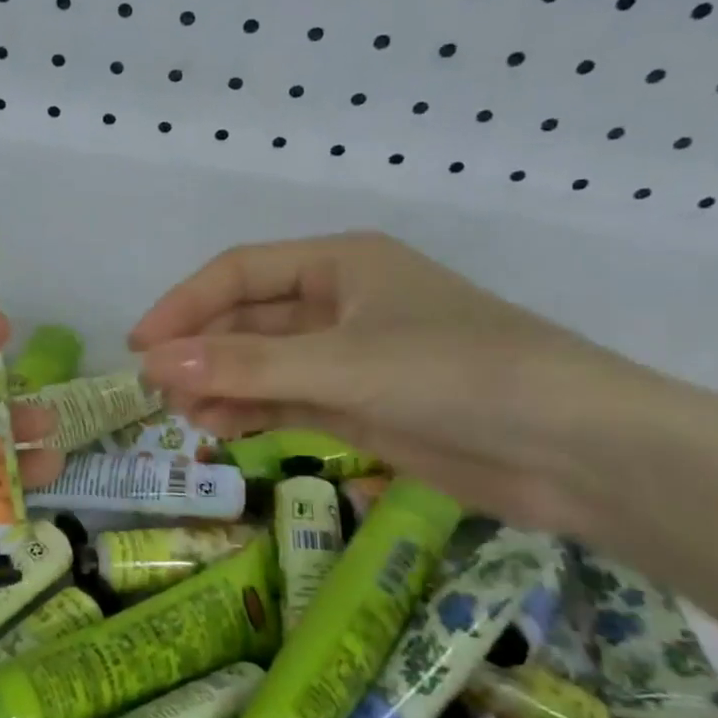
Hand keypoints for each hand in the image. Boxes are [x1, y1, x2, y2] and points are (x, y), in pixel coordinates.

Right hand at [129, 233, 647, 529]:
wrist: (577, 453)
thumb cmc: (459, 376)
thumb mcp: (343, 365)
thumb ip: (246, 367)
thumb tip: (153, 365)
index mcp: (341, 264)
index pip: (239, 273)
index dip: (184, 305)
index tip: (140, 346)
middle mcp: (340, 303)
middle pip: (248, 319)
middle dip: (202, 352)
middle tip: (158, 391)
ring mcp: (350, 357)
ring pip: (263, 363)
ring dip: (221, 385)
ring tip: (187, 417)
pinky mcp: (361, 404)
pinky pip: (287, 399)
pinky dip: (252, 411)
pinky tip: (221, 428)